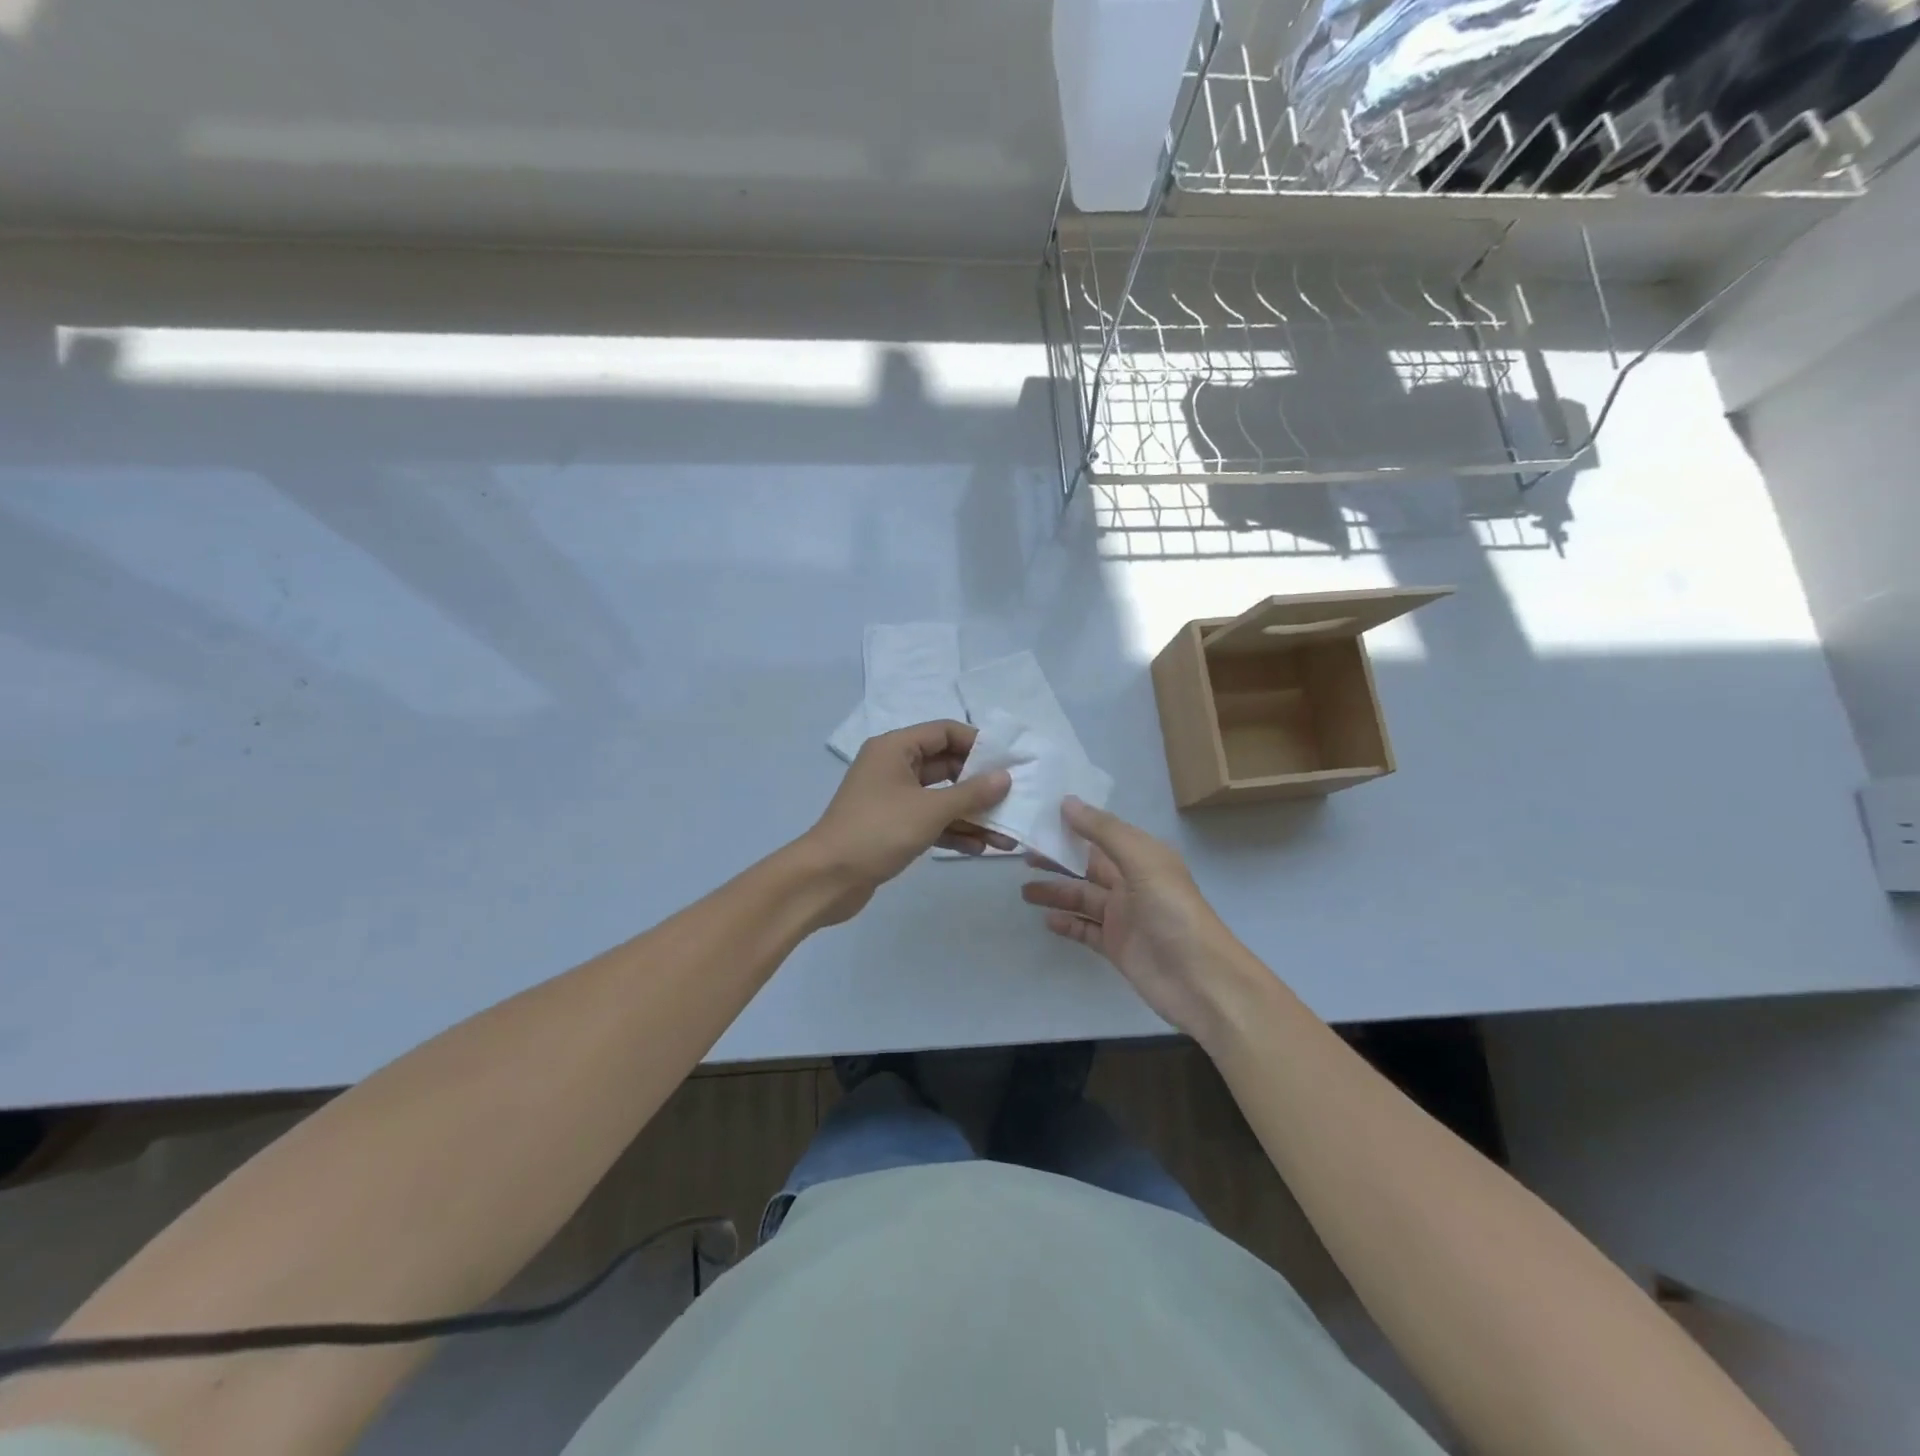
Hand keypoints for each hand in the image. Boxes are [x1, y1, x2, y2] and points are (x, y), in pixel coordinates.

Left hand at [801, 720, 1013, 924]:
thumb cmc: (878, 831)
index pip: (944, 732)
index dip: (978, 744)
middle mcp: (893, 767)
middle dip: (980, 786)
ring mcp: (893, 799)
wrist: (827, 878)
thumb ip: (971, 793)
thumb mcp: (930, 809)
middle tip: (1013, 800)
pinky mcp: (893, 827)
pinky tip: (980, 848)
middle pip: (946, 766)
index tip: (1008, 763)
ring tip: (1005, 836)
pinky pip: (930, 821)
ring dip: (971, 815)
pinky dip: (953, 832)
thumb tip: (1004, 777)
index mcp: (895, 748)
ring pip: (941, 798)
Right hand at [1022, 799, 1253, 1041]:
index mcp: (1142, 857)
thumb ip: (1103, 831)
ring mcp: (1123, 917)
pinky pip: (1085, 929)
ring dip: (1055, 892)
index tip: (1038, 817)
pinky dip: (1066, 924)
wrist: (1200, 981)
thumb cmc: (1173, 912)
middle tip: (1022, 854)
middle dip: (1058, 859)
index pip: (1101, 834)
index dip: (1073, 825)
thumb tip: (1067, 802)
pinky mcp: (1116, 946)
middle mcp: (1132, 882)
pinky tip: (1046, 920)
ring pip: (1082, 898)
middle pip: (1087, 866)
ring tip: (1024, 891)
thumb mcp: (1142, 862)